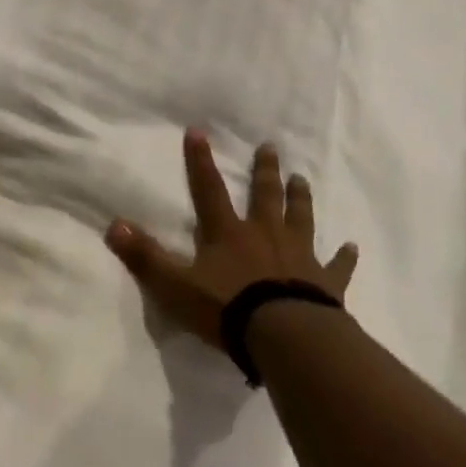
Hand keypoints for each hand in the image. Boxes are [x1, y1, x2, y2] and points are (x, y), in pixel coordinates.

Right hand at [106, 129, 357, 351]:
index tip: (198, 131)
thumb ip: (145, 257)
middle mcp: (265, 235)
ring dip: (300, 199)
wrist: (284, 336)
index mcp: (229, 234)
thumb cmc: (227, 309)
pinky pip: (337, 265)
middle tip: (271, 147)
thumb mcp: (175, 286)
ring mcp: (299, 256)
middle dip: (265, 170)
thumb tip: (113, 225)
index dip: (201, 162)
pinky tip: (352, 247)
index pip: (209, 190)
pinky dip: (344, 256)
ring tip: (302, 179)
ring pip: (301, 218)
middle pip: (265, 196)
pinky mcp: (326, 282)